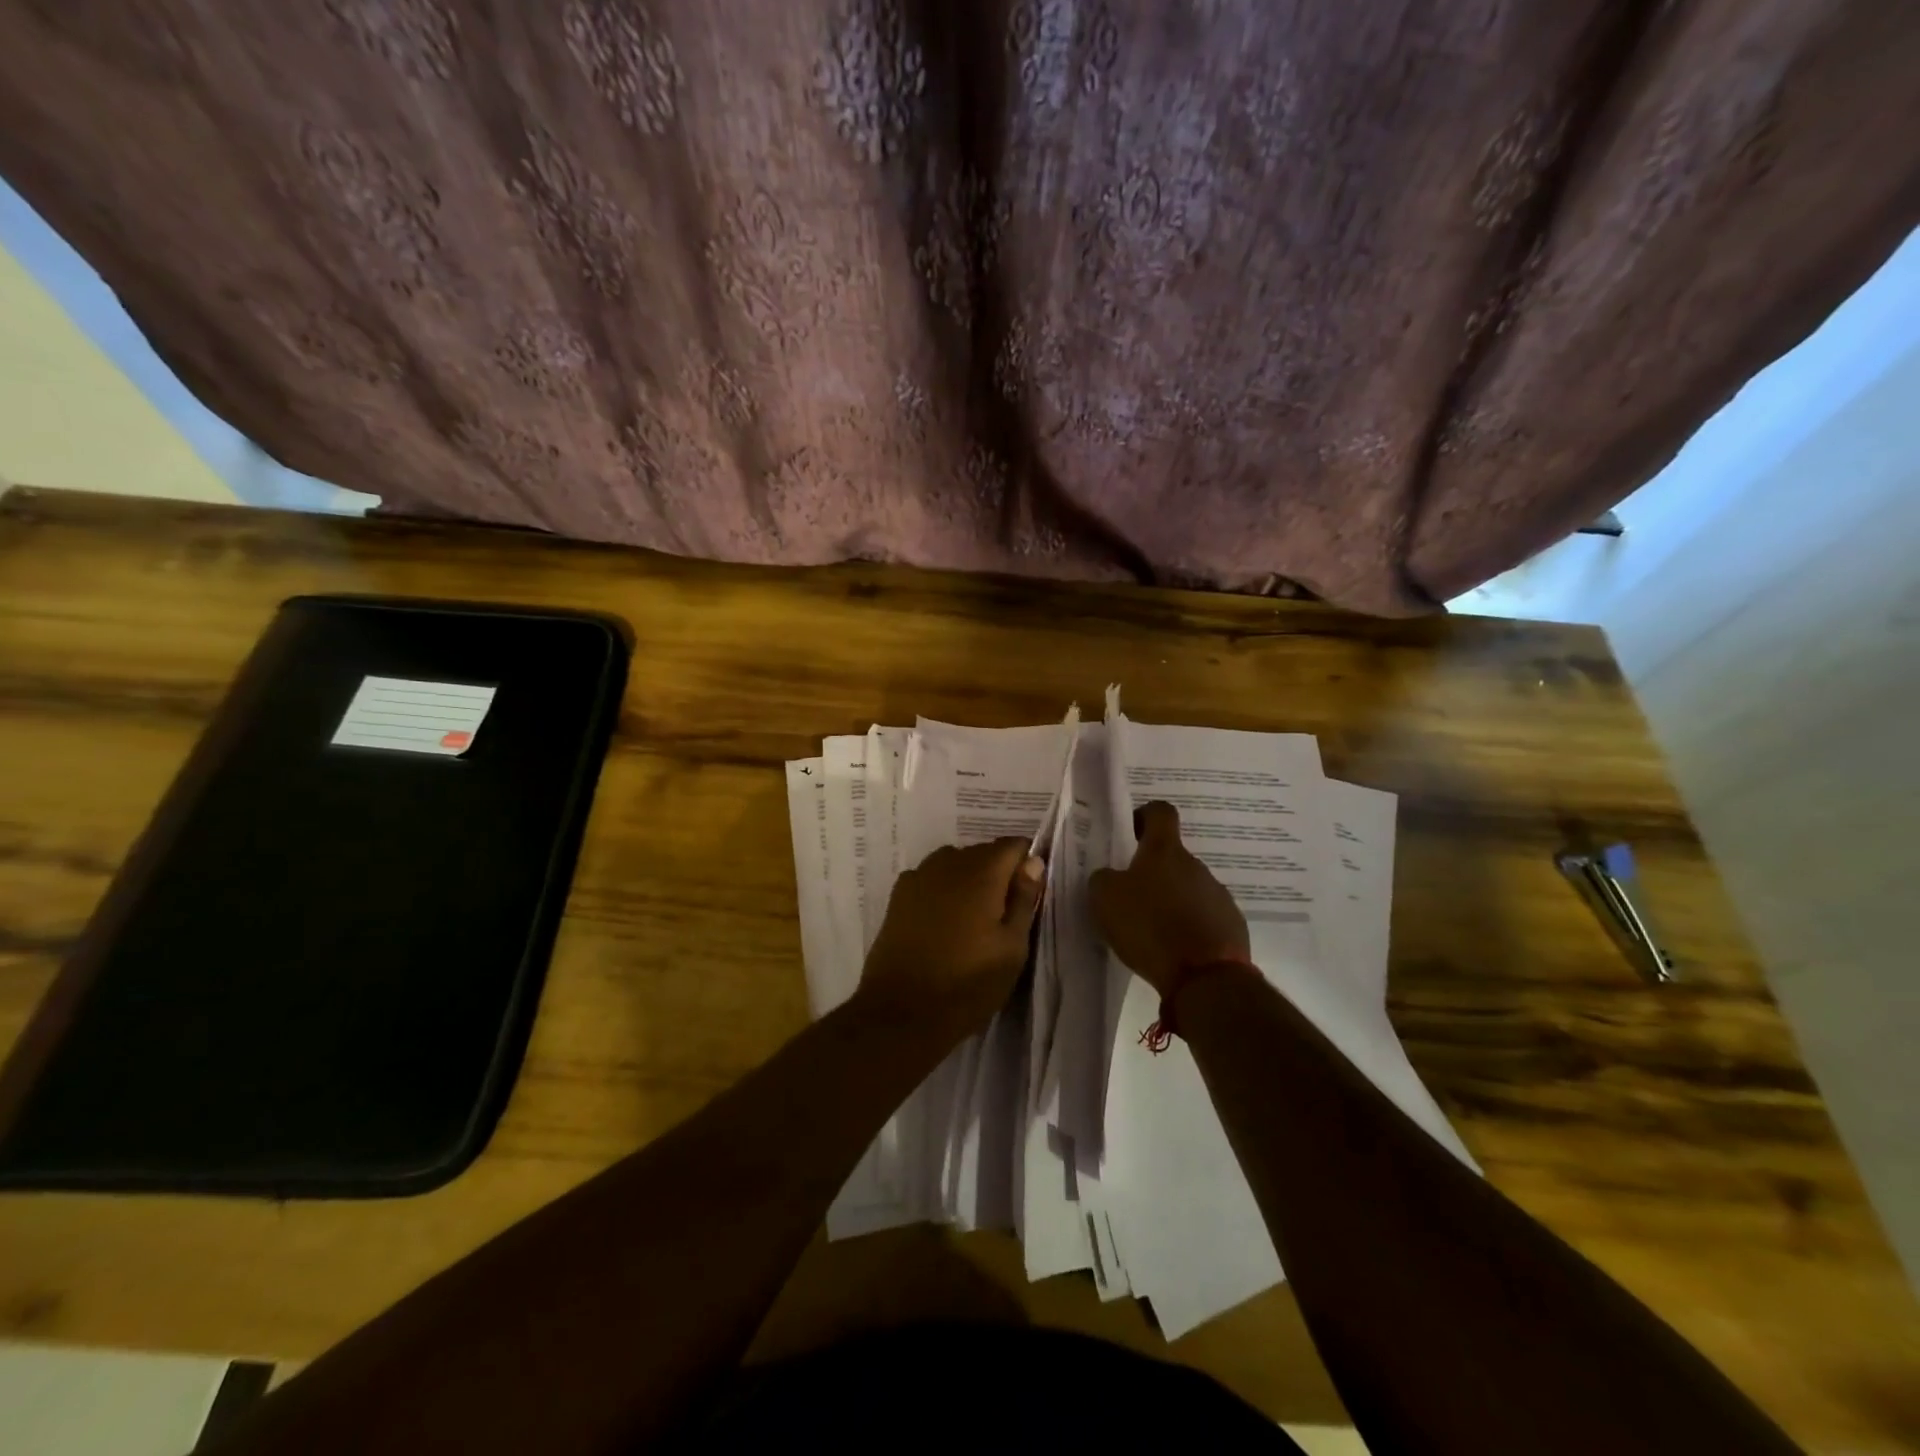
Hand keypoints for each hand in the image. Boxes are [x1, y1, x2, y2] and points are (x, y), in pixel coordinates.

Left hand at [858, 837, 1045, 1037]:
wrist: (902, 1011)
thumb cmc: (968, 983)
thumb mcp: (1012, 948)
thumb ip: (1024, 899)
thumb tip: (1033, 861)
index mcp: (981, 873)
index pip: (1012, 845)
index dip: (1026, 861)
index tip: (1031, 889)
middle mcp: (948, 864)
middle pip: (982, 851)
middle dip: (998, 870)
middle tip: (1006, 910)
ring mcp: (918, 877)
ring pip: (954, 862)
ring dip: (968, 877)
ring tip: (975, 915)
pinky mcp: (898, 896)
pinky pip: (930, 878)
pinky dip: (942, 888)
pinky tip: (943, 917)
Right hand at [1089, 801, 1249, 995]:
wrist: (1205, 977)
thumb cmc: (1149, 927)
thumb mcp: (1105, 899)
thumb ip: (1104, 878)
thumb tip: (1111, 876)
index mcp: (1165, 851)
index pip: (1161, 811)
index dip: (1144, 816)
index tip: (1130, 835)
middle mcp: (1196, 865)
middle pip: (1172, 857)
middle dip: (1153, 872)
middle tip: (1131, 897)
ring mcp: (1218, 895)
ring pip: (1188, 888)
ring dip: (1172, 901)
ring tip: (1152, 930)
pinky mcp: (1231, 925)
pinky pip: (1204, 917)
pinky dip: (1189, 927)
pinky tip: (1174, 949)